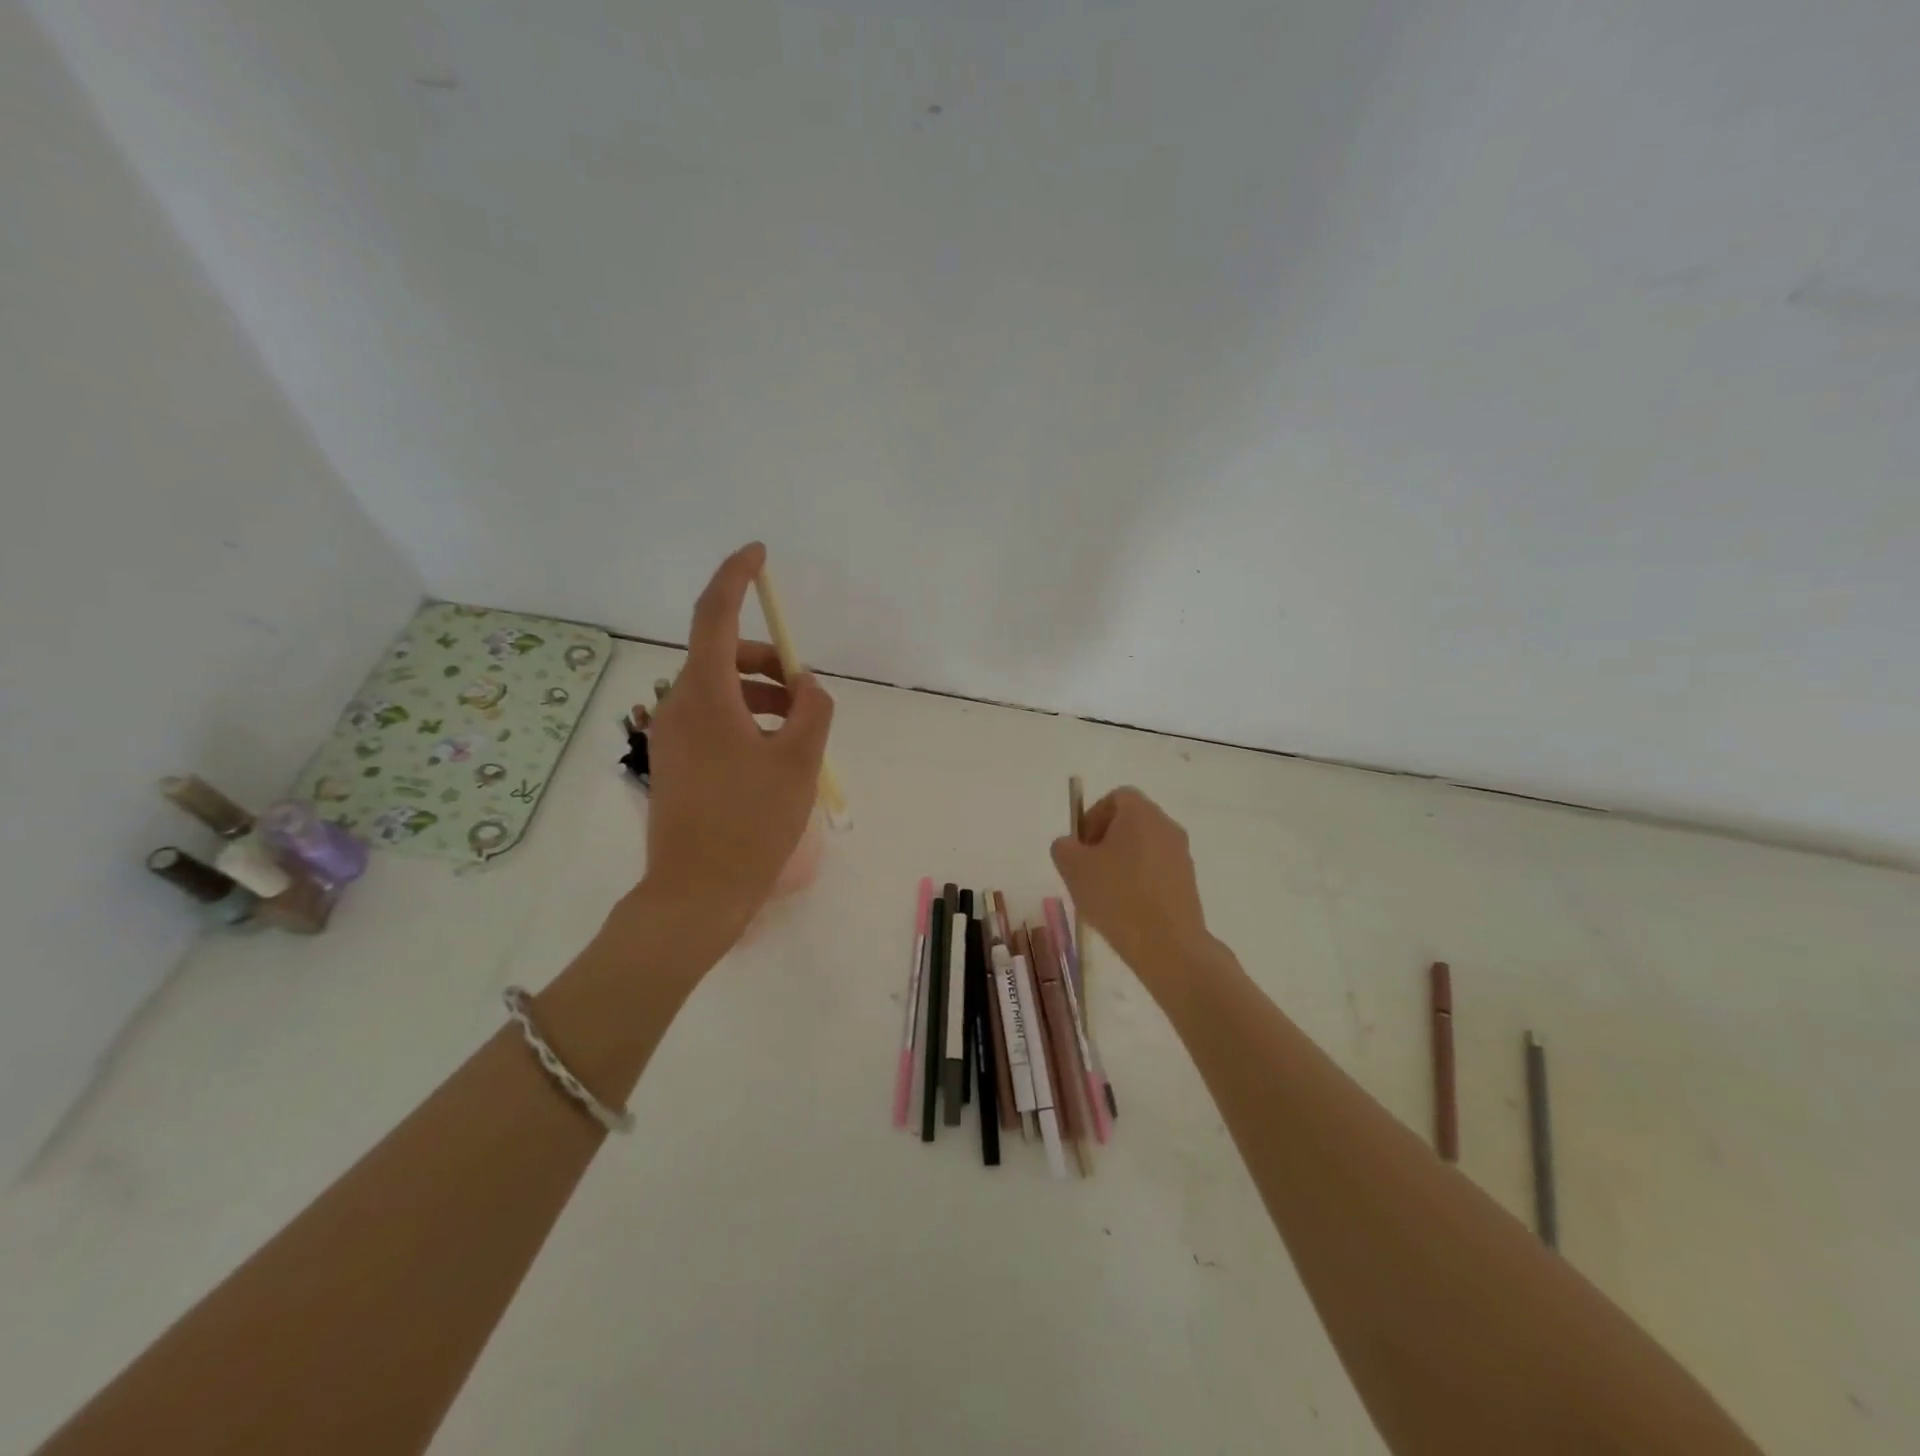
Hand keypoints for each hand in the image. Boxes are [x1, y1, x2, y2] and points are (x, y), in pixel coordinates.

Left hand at [640, 543, 834, 949]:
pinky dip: (746, 718)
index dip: (737, 577)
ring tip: (799, 730)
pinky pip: (713, 718)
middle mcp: (677, 705)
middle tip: (806, 691)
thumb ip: (813, 710)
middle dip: (769, 660)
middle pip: (723, 655)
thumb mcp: (798, 761)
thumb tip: (808, 688)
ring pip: (719, 689)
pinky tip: (773, 753)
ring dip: (761, 693)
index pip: (715, 615)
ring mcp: (670, 734)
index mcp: (704, 695)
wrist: (696, 893)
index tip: (759, 553)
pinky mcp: (673, 760)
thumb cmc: (750, 823)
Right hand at [1050, 787, 1213, 1001]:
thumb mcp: (1073, 868)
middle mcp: (1166, 826)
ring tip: (1104, 894)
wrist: (1168, 945)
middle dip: (1105, 841)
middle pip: (1130, 822)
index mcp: (1141, 813)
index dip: (1093, 817)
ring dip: (1121, 862)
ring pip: (1143, 847)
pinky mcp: (1188, 882)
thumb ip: (1063, 847)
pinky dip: (1138, 881)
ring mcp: (1181, 855)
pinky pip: (1156, 870)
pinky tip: (1125, 909)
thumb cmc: (1117, 896)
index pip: (1115, 798)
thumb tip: (1071, 846)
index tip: (1081, 847)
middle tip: (1087, 870)